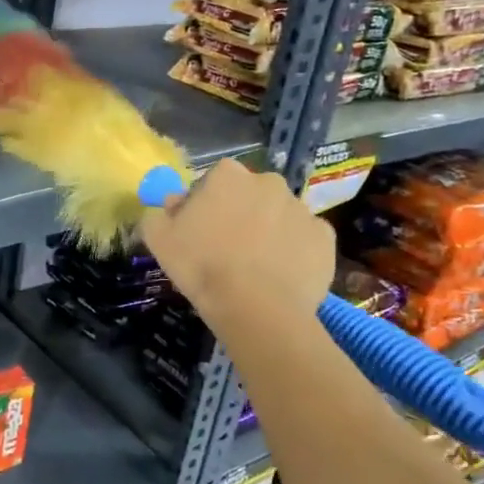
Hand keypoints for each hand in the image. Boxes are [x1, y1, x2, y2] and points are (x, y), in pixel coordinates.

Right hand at [140, 158, 334, 323]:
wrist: (256, 308)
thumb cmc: (201, 266)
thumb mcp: (158, 239)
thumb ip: (159, 213)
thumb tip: (172, 205)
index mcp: (228, 175)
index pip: (214, 179)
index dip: (205, 203)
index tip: (199, 229)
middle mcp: (268, 182)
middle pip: (250, 194)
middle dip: (240, 212)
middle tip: (227, 247)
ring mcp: (301, 208)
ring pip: (279, 215)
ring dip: (268, 231)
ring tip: (255, 267)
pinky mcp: (325, 237)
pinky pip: (304, 239)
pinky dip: (294, 252)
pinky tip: (280, 275)